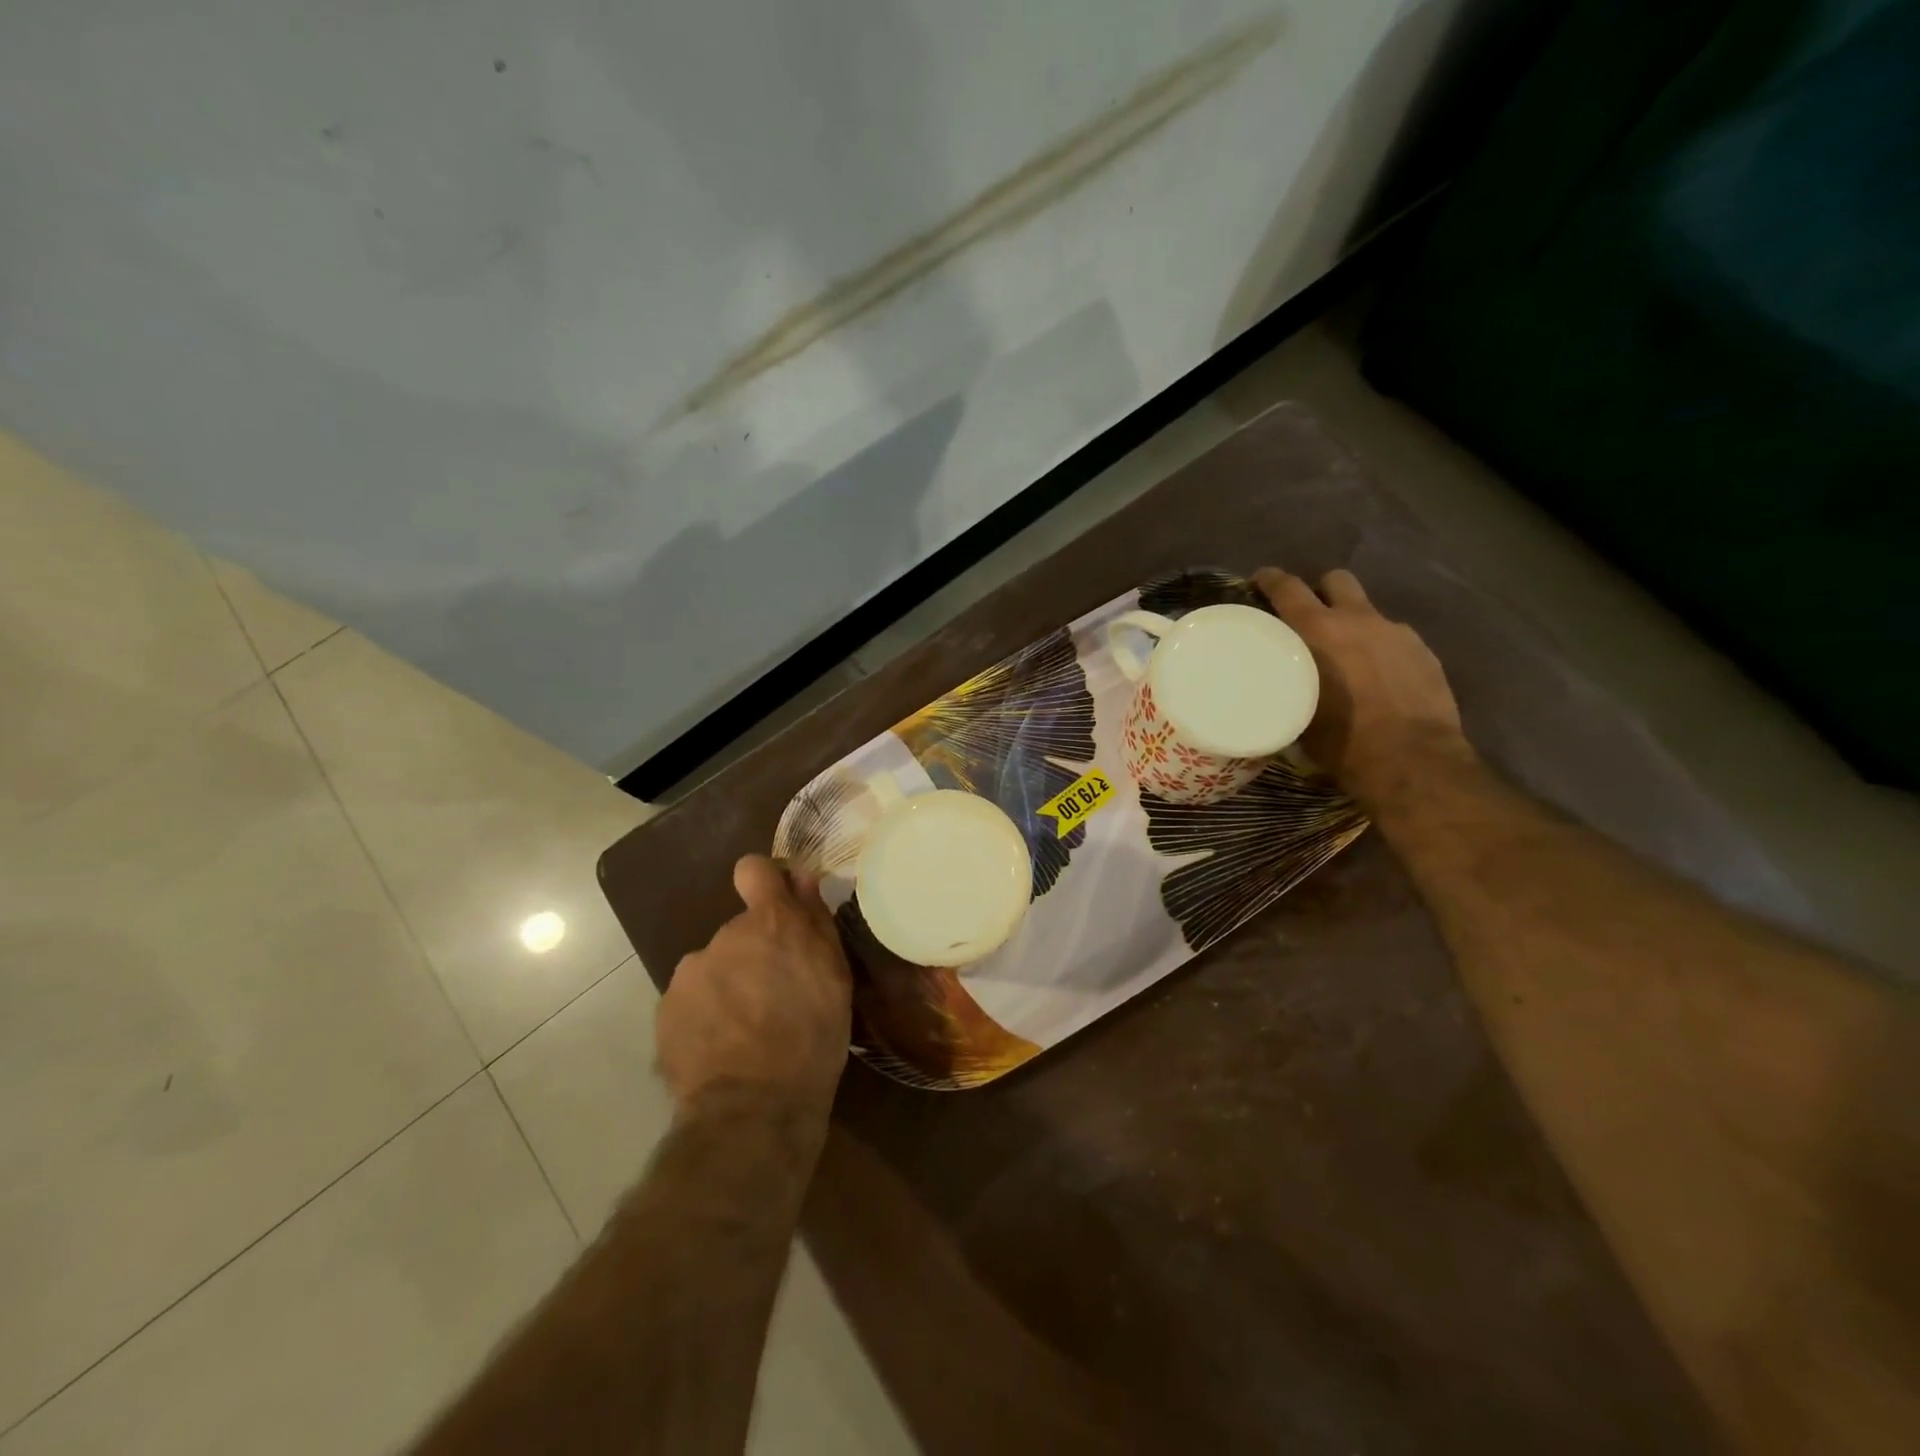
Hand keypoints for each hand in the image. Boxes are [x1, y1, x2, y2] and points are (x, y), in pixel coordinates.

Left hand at [656, 855, 852, 1116]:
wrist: (753, 1109)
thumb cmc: (811, 1038)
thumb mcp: (833, 976)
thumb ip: (815, 919)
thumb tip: (802, 876)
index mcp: (769, 923)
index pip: (753, 869)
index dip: (763, 881)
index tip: (775, 904)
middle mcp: (724, 936)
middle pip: (738, 932)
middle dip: (752, 955)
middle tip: (773, 998)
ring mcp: (690, 973)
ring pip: (713, 968)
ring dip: (728, 986)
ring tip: (746, 1030)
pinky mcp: (666, 1009)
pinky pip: (691, 1001)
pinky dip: (705, 1016)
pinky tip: (722, 1049)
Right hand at [1254, 567, 1471, 803]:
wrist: (1413, 761)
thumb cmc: (1342, 741)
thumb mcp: (1296, 713)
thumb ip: (1287, 684)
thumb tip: (1277, 682)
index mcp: (1319, 631)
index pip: (1288, 587)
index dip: (1270, 579)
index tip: (1259, 580)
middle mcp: (1359, 620)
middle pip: (1336, 580)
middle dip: (1320, 590)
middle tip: (1308, 615)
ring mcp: (1396, 633)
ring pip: (1368, 611)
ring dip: (1353, 623)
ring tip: (1347, 655)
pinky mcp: (1424, 652)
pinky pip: (1393, 638)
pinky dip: (1380, 649)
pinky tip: (1378, 678)